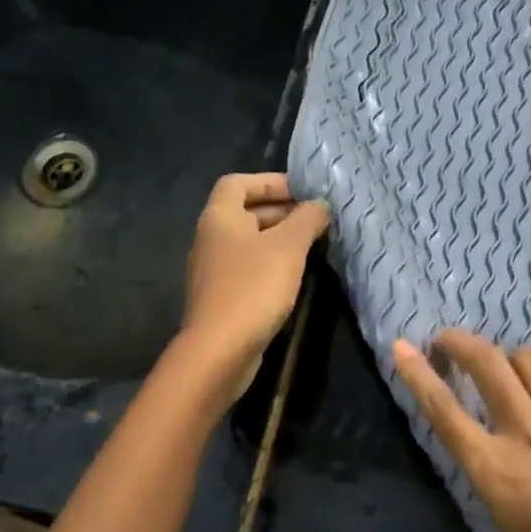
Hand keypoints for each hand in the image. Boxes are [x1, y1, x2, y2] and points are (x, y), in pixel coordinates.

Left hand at [178, 173, 329, 400]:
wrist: (220, 349)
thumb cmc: (253, 288)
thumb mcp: (288, 247)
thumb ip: (307, 220)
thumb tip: (320, 206)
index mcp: (219, 217)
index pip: (238, 182)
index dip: (270, 181)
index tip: (303, 192)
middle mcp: (210, 239)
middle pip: (245, 212)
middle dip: (281, 212)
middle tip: (316, 220)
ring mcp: (214, 271)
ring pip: (249, 244)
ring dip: (279, 241)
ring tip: (313, 247)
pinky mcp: (222, 298)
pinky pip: (248, 270)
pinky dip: (271, 266)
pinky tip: (295, 278)